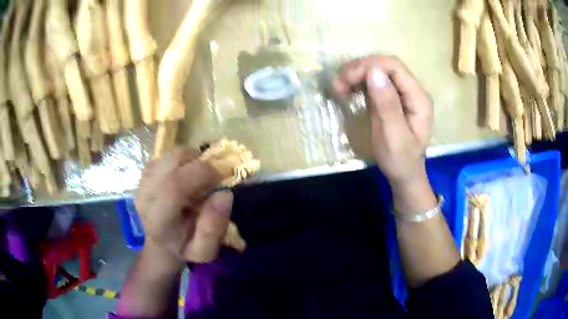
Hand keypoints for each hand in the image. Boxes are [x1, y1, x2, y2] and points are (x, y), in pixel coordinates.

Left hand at [136, 149, 233, 264]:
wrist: (161, 243)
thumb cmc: (185, 248)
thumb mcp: (204, 251)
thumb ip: (214, 228)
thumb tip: (224, 193)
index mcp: (158, 220)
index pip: (175, 185)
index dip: (203, 173)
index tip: (222, 178)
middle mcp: (145, 196)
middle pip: (172, 161)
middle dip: (200, 163)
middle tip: (214, 177)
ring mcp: (143, 182)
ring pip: (171, 155)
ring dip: (192, 160)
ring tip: (200, 177)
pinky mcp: (146, 174)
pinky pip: (167, 156)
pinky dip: (183, 161)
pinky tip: (187, 176)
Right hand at [334, 56, 432, 187]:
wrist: (403, 175)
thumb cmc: (400, 160)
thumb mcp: (393, 137)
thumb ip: (387, 105)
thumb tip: (374, 72)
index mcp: (418, 98)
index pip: (395, 67)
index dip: (370, 66)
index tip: (347, 79)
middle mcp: (413, 90)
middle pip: (386, 66)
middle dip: (360, 69)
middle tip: (338, 84)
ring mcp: (403, 94)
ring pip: (378, 72)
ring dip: (357, 75)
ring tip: (339, 87)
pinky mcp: (393, 98)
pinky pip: (375, 82)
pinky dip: (359, 83)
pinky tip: (348, 90)